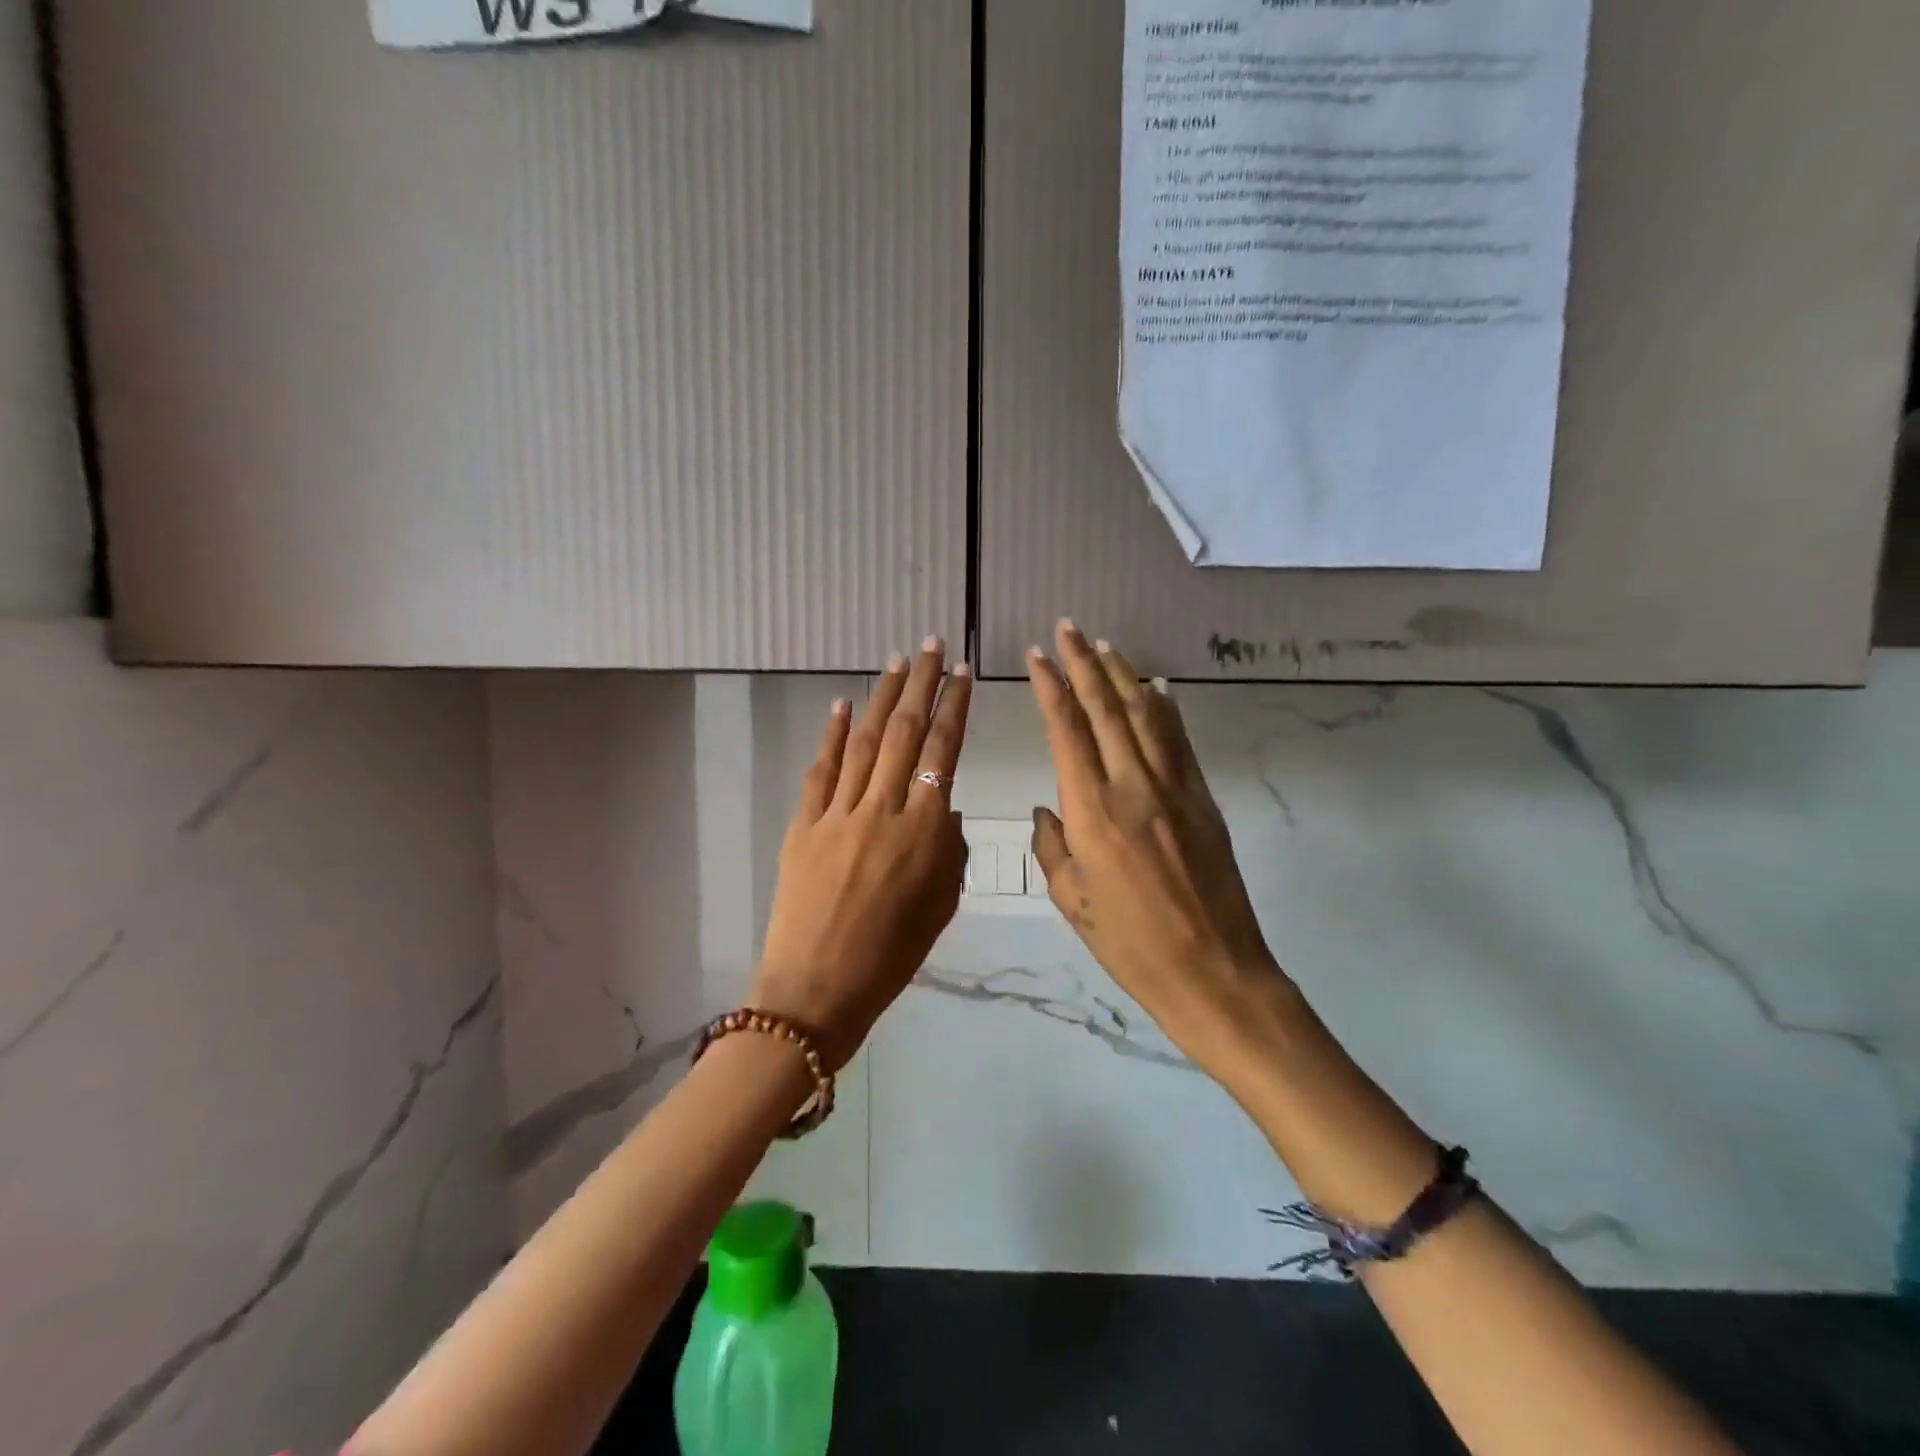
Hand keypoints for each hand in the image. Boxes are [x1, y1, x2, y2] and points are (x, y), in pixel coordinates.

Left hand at [754, 639, 972, 1067]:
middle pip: (905, 733)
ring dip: (881, 697)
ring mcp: (839, 813)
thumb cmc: (890, 958)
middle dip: (921, 685)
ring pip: (865, 741)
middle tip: (930, 647)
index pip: (944, 753)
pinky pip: (822, 770)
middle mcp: (884, 810)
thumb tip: (943, 808)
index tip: (961, 675)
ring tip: (897, 662)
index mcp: (926, 833)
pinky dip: (832, 734)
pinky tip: (842, 704)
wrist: (816, 990)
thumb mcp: (941, 908)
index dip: (954, 709)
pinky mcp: (803, 823)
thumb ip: (949, 850)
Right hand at [1027, 621, 1292, 1074]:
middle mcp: (1133, 786)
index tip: (1038, 656)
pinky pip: (1180, 741)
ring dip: (1123, 675)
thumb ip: (1052, 847)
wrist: (1214, 971)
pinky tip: (1157, 689)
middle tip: (1068, 628)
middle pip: (1106, 709)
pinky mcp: (1204, 799)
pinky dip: (1165, 709)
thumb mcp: (1072, 901)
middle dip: (1083, 664)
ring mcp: (1175, 789)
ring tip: (1104, 646)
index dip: (1052, 687)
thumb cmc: (1131, 945)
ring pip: (1145, 715)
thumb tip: (1047, 810)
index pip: (1067, 731)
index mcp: (1092, 812)